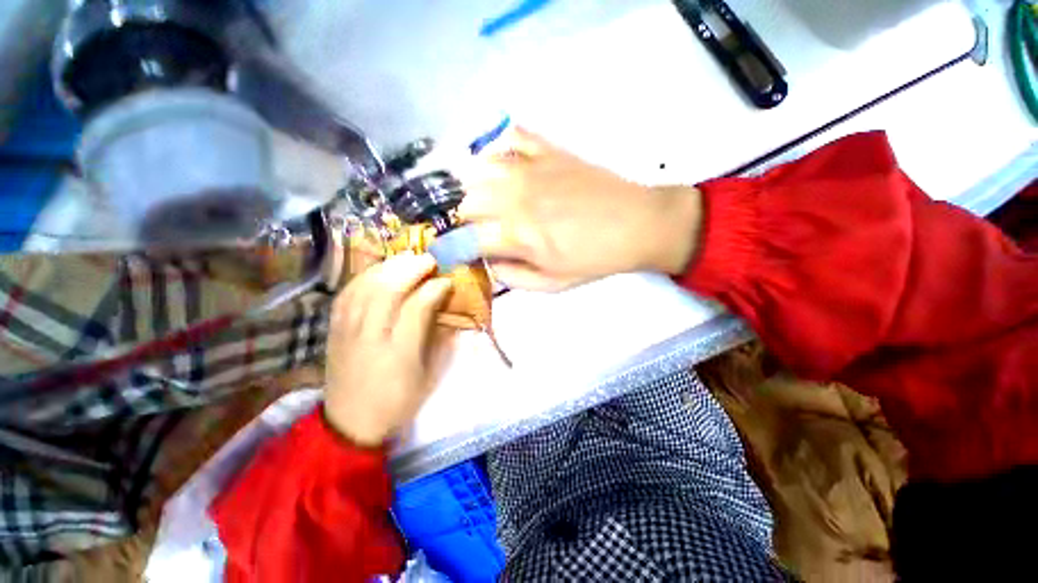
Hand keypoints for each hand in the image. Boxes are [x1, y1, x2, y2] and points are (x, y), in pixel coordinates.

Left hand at [324, 254, 453, 446]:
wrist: (350, 424)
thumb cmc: (398, 402)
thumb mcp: (429, 376)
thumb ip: (439, 339)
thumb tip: (446, 306)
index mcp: (399, 354)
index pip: (417, 307)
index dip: (434, 288)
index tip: (447, 281)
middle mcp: (370, 337)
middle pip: (387, 291)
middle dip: (410, 269)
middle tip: (429, 259)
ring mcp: (347, 331)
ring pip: (364, 288)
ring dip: (388, 267)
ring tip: (407, 258)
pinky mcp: (333, 330)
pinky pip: (346, 294)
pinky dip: (364, 277)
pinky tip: (379, 270)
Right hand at [457, 127, 702, 290]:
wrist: (636, 224)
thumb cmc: (594, 259)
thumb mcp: (552, 284)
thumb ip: (513, 277)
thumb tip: (489, 262)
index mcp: (517, 235)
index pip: (467, 240)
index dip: (456, 248)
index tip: (458, 252)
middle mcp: (515, 198)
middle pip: (467, 202)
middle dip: (467, 220)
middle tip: (482, 229)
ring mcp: (531, 169)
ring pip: (480, 169)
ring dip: (477, 187)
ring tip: (489, 198)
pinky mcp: (548, 150)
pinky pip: (513, 137)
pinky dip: (501, 149)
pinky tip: (508, 165)